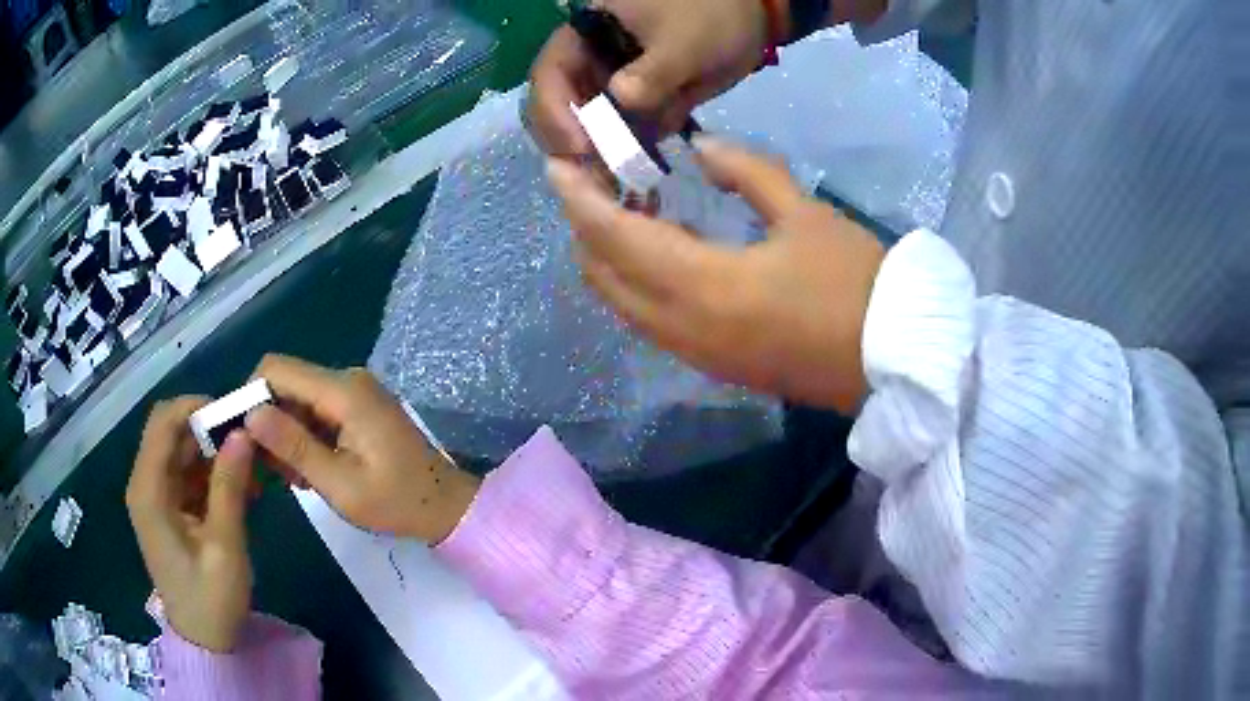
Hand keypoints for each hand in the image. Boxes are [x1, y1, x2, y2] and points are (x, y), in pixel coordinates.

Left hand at [127, 398, 255, 651]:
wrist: (203, 641)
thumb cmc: (211, 599)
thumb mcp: (224, 546)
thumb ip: (229, 487)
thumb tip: (242, 432)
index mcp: (148, 490)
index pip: (163, 422)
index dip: (195, 408)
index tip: (235, 417)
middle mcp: (145, 484)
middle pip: (171, 433)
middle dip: (208, 431)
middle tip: (249, 444)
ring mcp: (155, 497)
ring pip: (181, 452)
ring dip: (213, 454)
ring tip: (251, 470)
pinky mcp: (166, 510)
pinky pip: (186, 475)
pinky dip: (211, 475)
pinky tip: (240, 490)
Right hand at [244, 355, 478, 542]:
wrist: (445, 507)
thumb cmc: (396, 502)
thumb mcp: (339, 484)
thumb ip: (293, 446)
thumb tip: (251, 413)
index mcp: (343, 391)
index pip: (276, 369)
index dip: (250, 396)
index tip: (241, 437)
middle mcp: (347, 380)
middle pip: (286, 384)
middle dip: (268, 422)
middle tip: (270, 470)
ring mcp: (354, 392)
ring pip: (298, 400)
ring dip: (287, 435)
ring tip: (294, 478)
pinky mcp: (358, 407)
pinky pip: (316, 412)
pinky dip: (305, 437)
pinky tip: (309, 472)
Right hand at [528, 0, 770, 158]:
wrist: (750, 20)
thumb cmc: (712, 15)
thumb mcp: (683, 41)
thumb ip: (653, 71)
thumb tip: (621, 99)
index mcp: (585, 33)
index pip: (549, 74)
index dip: (555, 111)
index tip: (581, 146)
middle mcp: (588, 60)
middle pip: (560, 106)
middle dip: (573, 142)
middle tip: (596, 175)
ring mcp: (611, 82)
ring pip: (588, 125)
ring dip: (598, 157)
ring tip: (617, 184)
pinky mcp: (636, 101)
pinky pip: (622, 133)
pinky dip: (627, 155)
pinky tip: (639, 177)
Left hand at [547, 137, 885, 412]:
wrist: (892, 362)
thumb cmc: (856, 283)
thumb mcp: (804, 212)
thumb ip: (745, 172)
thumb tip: (700, 151)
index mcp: (703, 286)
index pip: (615, 237)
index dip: (580, 201)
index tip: (559, 169)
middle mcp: (683, 328)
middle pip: (604, 276)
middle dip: (588, 227)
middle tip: (599, 182)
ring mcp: (695, 355)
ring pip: (622, 303)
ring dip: (610, 256)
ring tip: (630, 207)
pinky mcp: (712, 367)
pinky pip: (649, 321)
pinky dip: (635, 283)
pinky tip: (658, 251)